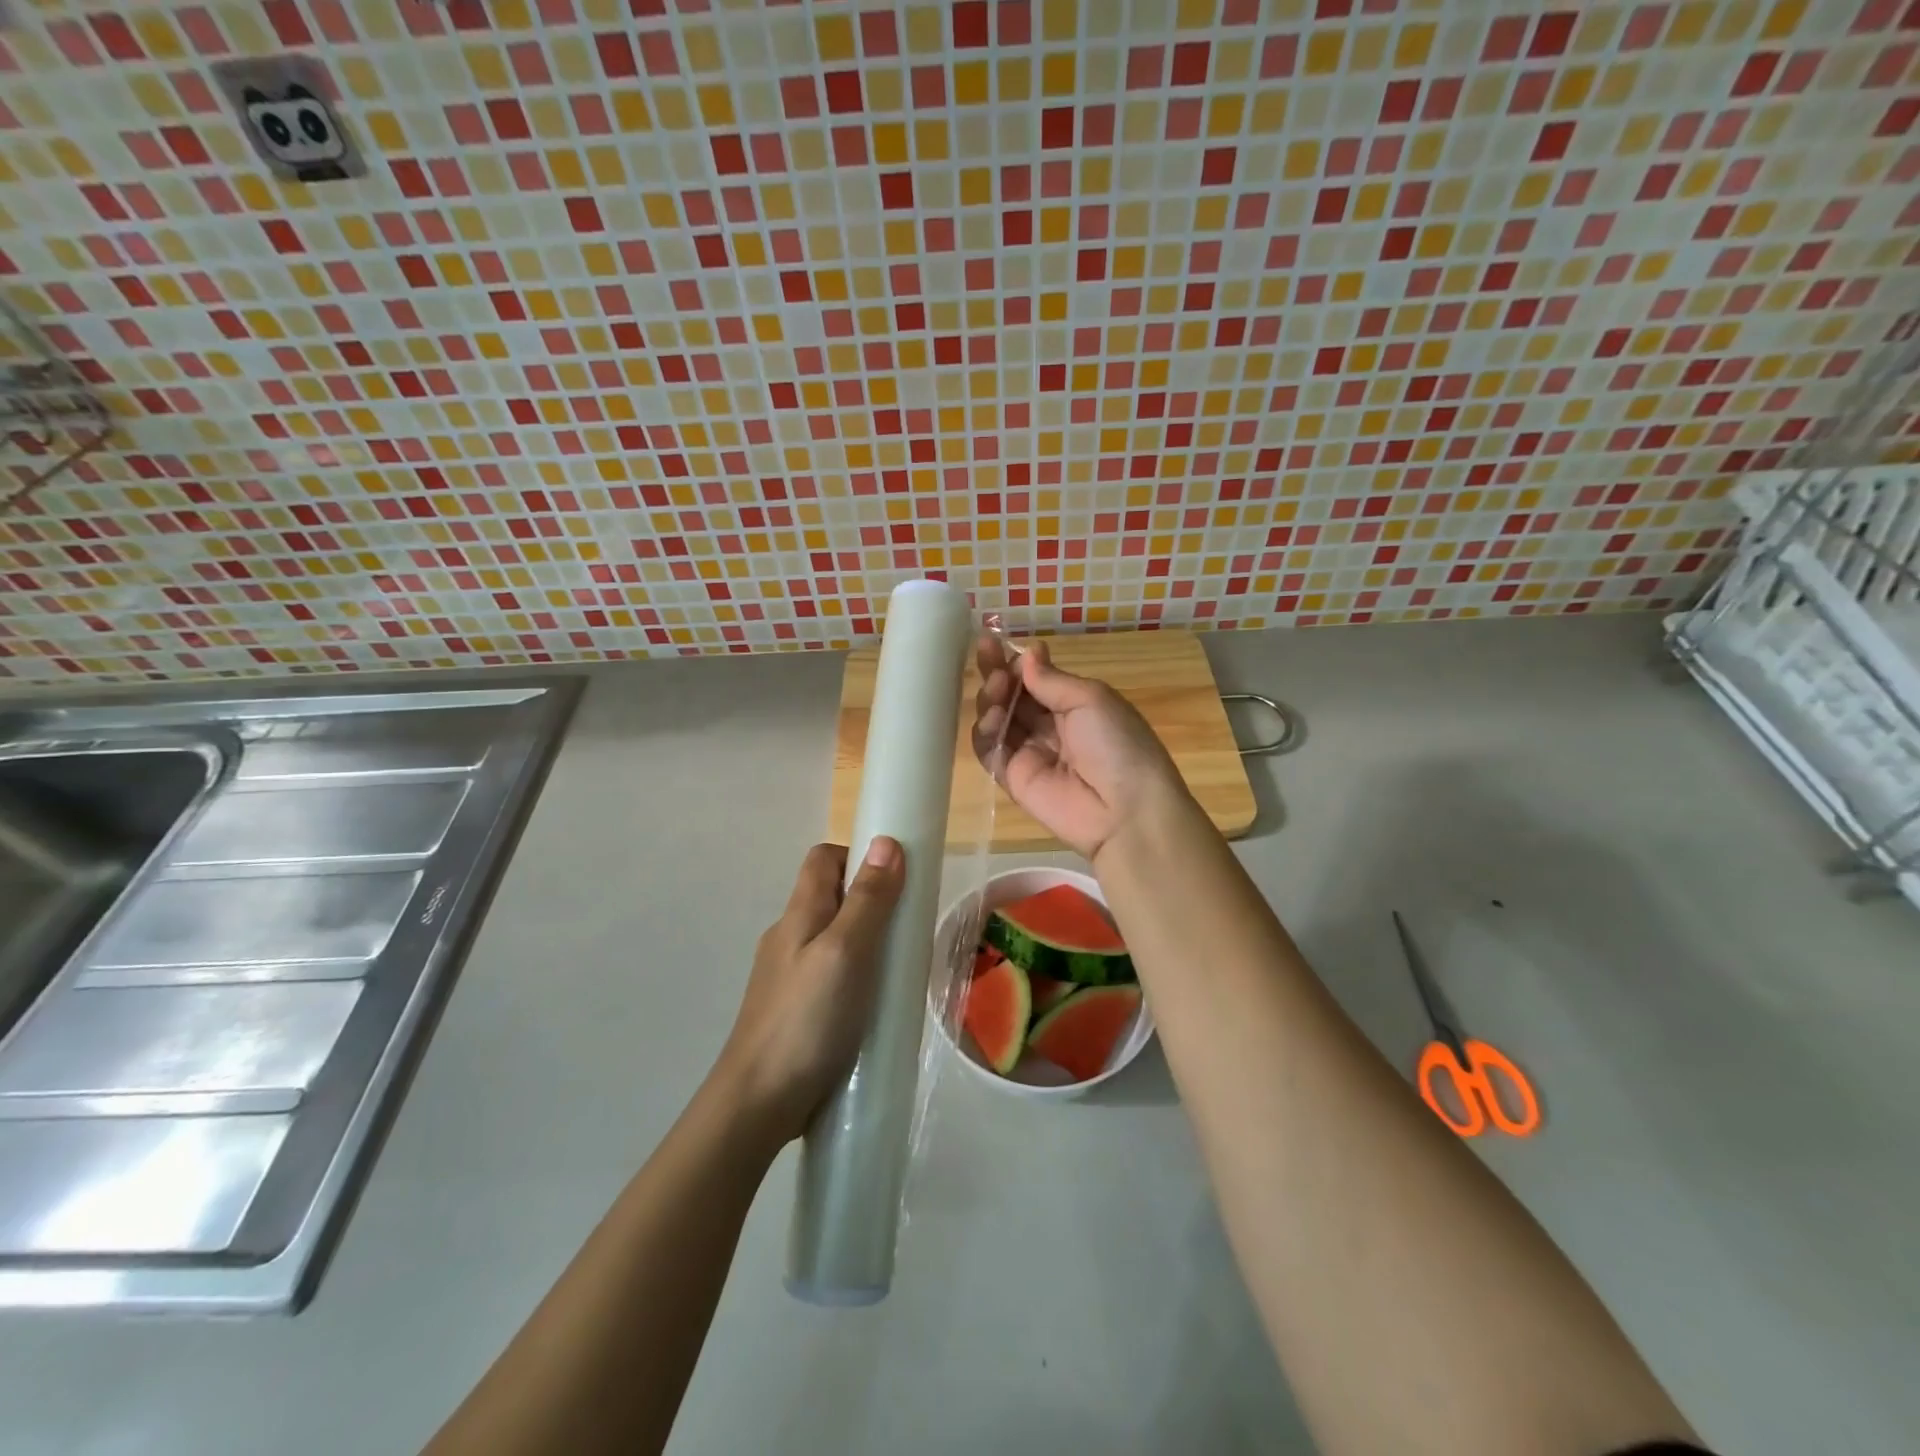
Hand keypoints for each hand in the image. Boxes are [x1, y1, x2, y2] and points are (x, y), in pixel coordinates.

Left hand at [713, 838, 904, 1144]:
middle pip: (832, 897)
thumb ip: (868, 900)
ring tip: (900, 970)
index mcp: (799, 914)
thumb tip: (886, 841)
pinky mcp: (796, 1010)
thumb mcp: (845, 953)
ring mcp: (789, 976)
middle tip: (908, 929)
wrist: (757, 1105)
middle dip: (873, 902)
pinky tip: (877, 1006)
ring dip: (869, 943)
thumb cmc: (806, 1021)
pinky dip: (858, 977)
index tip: (897, 879)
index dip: (859, 855)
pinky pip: (832, 975)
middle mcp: (789, 937)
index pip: (823, 858)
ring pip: (834, 939)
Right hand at [971, 634, 1191, 862]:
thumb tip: (1027, 653)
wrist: (1125, 810)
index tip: (997, 643)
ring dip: (991, 698)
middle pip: (1013, 696)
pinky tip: (992, 717)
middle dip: (997, 673)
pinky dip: (984, 732)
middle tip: (986, 655)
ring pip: (997, 719)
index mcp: (1076, 705)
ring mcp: (1030, 753)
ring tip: (996, 688)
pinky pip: (990, 750)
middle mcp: (1051, 726)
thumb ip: (1052, 679)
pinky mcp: (1013, 778)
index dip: (1016, 662)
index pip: (1036, 678)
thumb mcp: (1092, 699)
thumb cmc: (1117, 744)